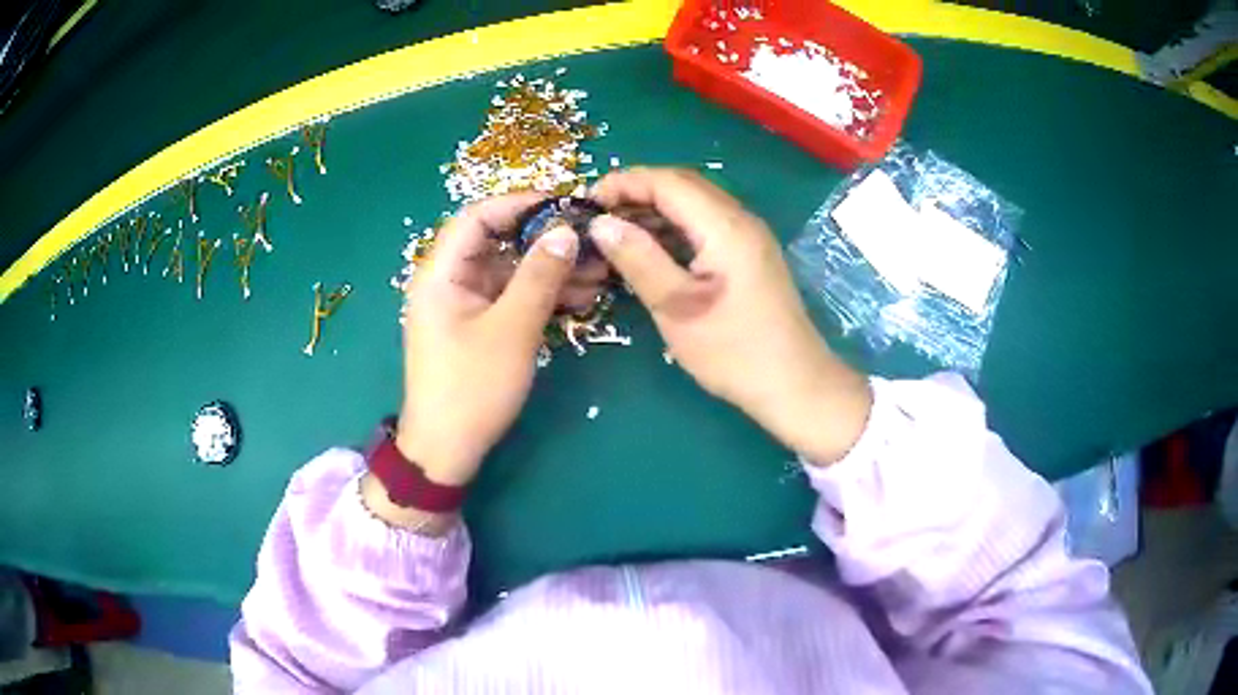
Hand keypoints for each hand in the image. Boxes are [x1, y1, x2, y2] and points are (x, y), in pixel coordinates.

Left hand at [395, 193, 606, 486]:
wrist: (447, 450)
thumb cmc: (471, 387)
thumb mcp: (511, 329)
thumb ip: (539, 276)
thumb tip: (565, 231)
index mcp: (440, 273)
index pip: (478, 216)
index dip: (521, 203)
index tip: (566, 205)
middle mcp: (448, 280)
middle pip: (498, 242)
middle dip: (545, 240)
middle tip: (591, 240)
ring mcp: (463, 304)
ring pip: (509, 271)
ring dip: (550, 270)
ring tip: (598, 272)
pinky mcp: (477, 325)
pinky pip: (511, 297)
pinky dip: (541, 295)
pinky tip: (580, 296)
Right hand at [588, 168, 871, 463]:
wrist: (795, 384)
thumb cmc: (734, 351)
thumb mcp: (677, 308)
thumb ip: (638, 259)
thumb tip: (601, 224)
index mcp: (725, 226)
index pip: (668, 181)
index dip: (624, 182)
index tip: (586, 201)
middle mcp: (740, 219)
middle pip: (682, 186)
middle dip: (636, 192)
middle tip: (597, 216)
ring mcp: (748, 236)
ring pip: (694, 205)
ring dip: (654, 210)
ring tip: (615, 232)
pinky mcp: (749, 255)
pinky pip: (705, 225)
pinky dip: (673, 229)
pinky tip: (650, 249)